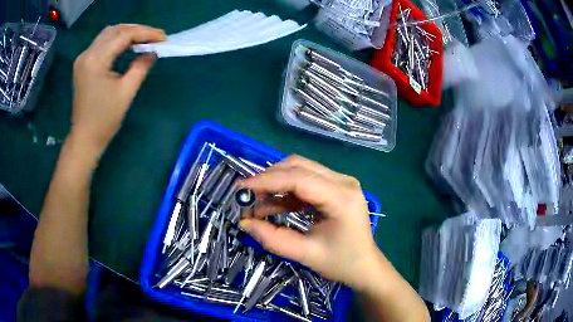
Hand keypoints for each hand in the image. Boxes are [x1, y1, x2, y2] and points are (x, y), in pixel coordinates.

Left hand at [70, 24, 165, 155]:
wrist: (85, 138)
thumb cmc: (105, 120)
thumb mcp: (126, 92)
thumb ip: (141, 66)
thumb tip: (153, 51)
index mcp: (96, 61)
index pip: (124, 36)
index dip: (146, 33)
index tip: (163, 38)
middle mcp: (87, 54)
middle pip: (115, 30)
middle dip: (137, 30)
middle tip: (155, 37)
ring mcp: (83, 58)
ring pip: (108, 34)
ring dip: (127, 33)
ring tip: (144, 39)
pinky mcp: (83, 64)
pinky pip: (102, 44)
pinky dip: (116, 41)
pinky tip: (127, 46)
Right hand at [239, 155, 379, 289]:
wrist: (365, 266)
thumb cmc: (342, 263)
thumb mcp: (306, 254)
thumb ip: (273, 239)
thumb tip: (244, 223)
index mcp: (342, 198)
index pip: (299, 178)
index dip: (266, 181)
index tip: (241, 188)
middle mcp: (344, 181)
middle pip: (298, 167)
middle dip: (269, 179)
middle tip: (246, 197)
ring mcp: (341, 181)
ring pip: (300, 170)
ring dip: (276, 184)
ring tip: (257, 204)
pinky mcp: (336, 187)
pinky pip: (306, 181)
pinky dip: (286, 191)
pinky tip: (273, 206)